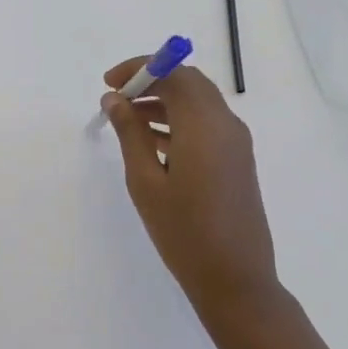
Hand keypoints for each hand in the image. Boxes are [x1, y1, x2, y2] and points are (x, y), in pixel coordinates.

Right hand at [101, 58, 280, 319]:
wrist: (236, 279)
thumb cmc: (184, 232)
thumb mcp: (145, 182)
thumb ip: (130, 133)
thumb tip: (114, 99)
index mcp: (204, 125)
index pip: (174, 72)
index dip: (140, 68)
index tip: (109, 83)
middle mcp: (226, 124)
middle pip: (189, 82)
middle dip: (152, 81)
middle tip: (117, 99)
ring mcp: (236, 142)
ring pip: (198, 102)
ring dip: (164, 101)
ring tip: (127, 121)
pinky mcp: (238, 159)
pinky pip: (207, 124)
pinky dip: (179, 120)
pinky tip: (152, 142)